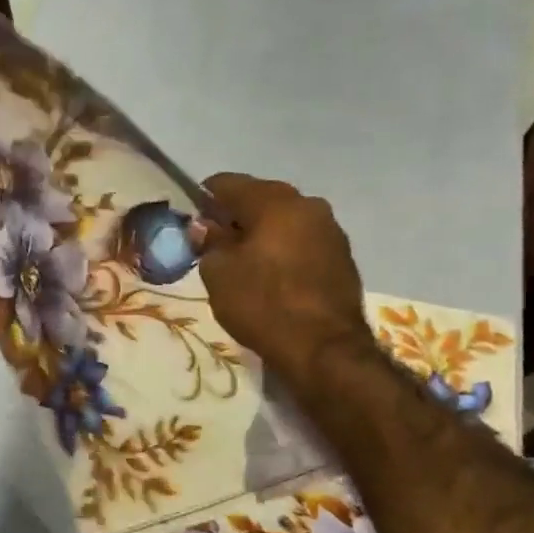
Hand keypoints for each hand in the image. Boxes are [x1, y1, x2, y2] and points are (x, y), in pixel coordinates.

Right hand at [199, 173, 369, 369]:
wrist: (325, 349)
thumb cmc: (263, 304)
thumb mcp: (218, 273)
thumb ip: (209, 242)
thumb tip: (207, 228)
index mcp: (274, 201)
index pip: (227, 183)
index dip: (203, 199)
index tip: (192, 222)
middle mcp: (307, 205)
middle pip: (260, 198)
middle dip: (235, 216)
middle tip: (214, 244)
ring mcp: (330, 230)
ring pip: (284, 220)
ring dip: (262, 233)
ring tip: (243, 263)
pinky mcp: (342, 257)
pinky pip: (302, 241)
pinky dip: (283, 250)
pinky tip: (271, 276)